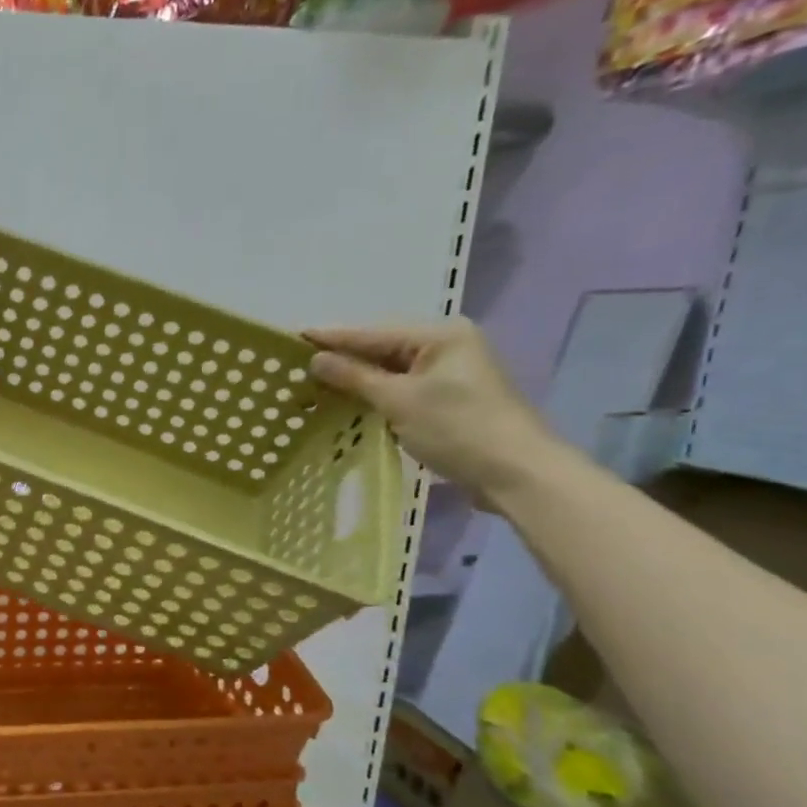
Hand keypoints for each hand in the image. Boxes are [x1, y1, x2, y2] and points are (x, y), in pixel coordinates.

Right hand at [305, 319, 562, 507]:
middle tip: (294, 365)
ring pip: (387, 371)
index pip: (371, 333)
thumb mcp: (399, 401)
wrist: (515, 472)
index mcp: (440, 336)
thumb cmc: (458, 428)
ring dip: (353, 380)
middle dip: (340, 359)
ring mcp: (447, 374)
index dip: (330, 338)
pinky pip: (398, 389)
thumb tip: (315, 359)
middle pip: (379, 348)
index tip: (290, 338)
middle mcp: (445, 346)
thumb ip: (354, 377)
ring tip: (310, 384)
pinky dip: (372, 395)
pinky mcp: (445, 399)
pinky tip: (344, 402)